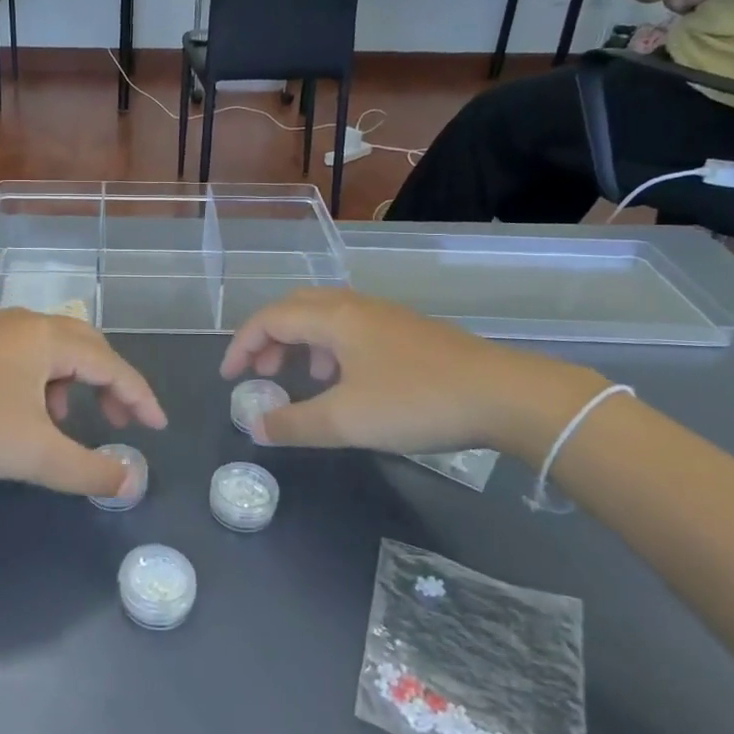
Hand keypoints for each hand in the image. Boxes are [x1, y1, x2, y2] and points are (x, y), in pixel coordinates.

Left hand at [0, 309, 167, 497]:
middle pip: (85, 347)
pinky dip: (39, 385)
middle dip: (109, 385)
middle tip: (121, 422)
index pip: (111, 363)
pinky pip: (22, 358)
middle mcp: (23, 323)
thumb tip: (132, 483)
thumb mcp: (34, 453)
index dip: (139, 396)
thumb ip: (89, 469)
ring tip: (62, 426)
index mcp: (47, 336)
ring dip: (71, 385)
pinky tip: (21, 416)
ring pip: (51, 352)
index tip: (158, 427)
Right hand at [220, 289, 600, 458]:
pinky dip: (330, 346)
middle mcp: (355, 306)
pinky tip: (347, 380)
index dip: (242, 346)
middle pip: (295, 307)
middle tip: (261, 372)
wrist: (504, 395)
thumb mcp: (347, 421)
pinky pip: (351, 327)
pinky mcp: (408, 331)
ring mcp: (385, 316)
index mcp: (334, 318)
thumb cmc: (416, 401)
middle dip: (269, 337)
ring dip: (301, 341)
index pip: (270, 319)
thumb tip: (254, 427)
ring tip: (303, 377)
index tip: (229, 378)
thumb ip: (294, 424)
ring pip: (325, 316)